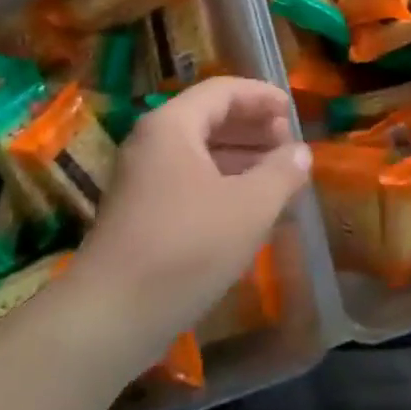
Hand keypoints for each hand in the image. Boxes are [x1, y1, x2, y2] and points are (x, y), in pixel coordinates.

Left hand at [74, 78, 308, 350]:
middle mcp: (151, 142)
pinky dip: (221, 183)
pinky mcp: (139, 213)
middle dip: (252, 127)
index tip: (292, 108)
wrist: (109, 318)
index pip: (222, 91)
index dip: (261, 96)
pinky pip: (187, 180)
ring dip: (239, 157)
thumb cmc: (186, 248)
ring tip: (277, 173)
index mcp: (172, 126)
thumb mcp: (248, 208)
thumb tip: (301, 152)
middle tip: (288, 142)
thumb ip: (281, 173)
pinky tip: (247, 207)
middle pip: (208, 118)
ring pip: (198, 152)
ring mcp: (140, 179)